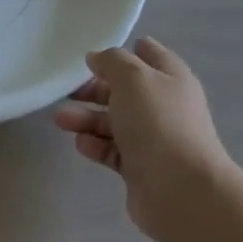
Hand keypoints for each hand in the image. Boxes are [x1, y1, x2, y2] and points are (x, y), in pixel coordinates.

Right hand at [54, 36, 232, 239]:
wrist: (181, 191)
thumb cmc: (158, 123)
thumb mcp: (132, 78)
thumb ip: (112, 61)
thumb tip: (97, 58)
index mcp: (171, 80)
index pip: (150, 55)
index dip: (126, 50)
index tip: (95, 51)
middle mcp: (165, 107)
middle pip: (125, 91)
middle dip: (95, 88)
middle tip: (68, 90)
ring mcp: (154, 140)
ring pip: (115, 122)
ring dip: (87, 118)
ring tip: (61, 119)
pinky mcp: (141, 168)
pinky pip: (113, 150)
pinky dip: (96, 145)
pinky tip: (81, 144)